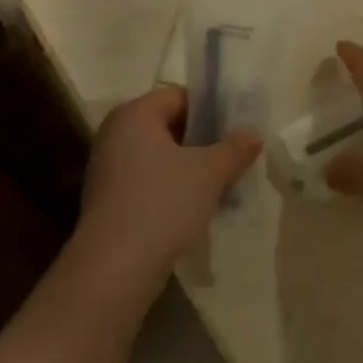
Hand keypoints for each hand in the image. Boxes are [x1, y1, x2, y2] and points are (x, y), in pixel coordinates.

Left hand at [74, 87, 261, 280]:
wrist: (116, 266)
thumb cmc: (163, 204)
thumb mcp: (209, 172)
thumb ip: (234, 148)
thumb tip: (253, 134)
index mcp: (134, 114)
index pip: (179, 96)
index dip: (212, 109)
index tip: (239, 130)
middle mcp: (116, 134)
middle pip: (170, 126)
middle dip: (205, 141)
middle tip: (237, 157)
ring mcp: (109, 168)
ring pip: (161, 157)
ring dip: (192, 168)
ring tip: (224, 184)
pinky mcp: (111, 200)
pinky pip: (150, 182)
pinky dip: (174, 189)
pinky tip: (199, 208)